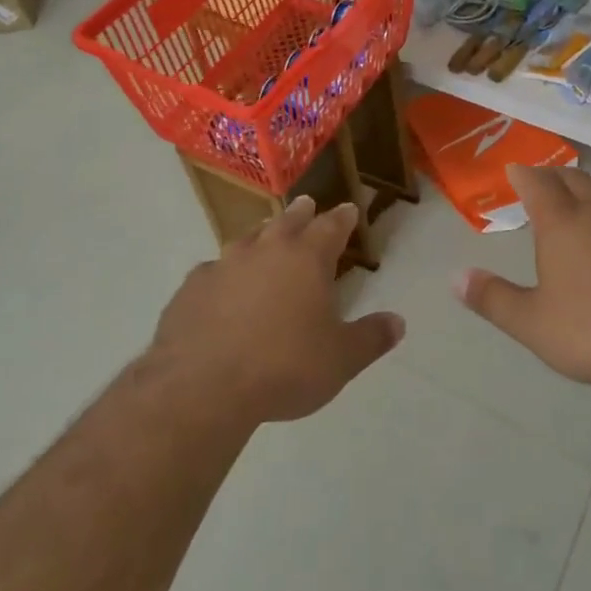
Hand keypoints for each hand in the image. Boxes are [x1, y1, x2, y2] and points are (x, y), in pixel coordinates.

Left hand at [148, 197, 403, 425]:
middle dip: (301, 213)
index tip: (349, 209)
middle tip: (307, 204)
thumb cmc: (284, 367)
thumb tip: (398, 322)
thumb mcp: (340, 360)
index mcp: (307, 259)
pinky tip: (220, 285)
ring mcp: (224, 265)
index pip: (331, 227)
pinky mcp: (192, 287)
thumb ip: (370, 338)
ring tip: (264, 235)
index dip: (343, 218)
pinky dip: (222, 273)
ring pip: (247, 239)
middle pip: (288, 221)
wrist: (203, 386)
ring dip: (260, 235)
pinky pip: (212, 271)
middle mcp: (266, 250)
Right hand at [455, 166, 590, 391]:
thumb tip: (455, 277)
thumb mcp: (534, 324)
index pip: (537, 183)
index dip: (523, 174)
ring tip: (581, 197)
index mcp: (562, 223)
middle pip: (574, 178)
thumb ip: (493, 299)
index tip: (514, 169)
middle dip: (554, 175)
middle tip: (543, 180)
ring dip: (589, 188)